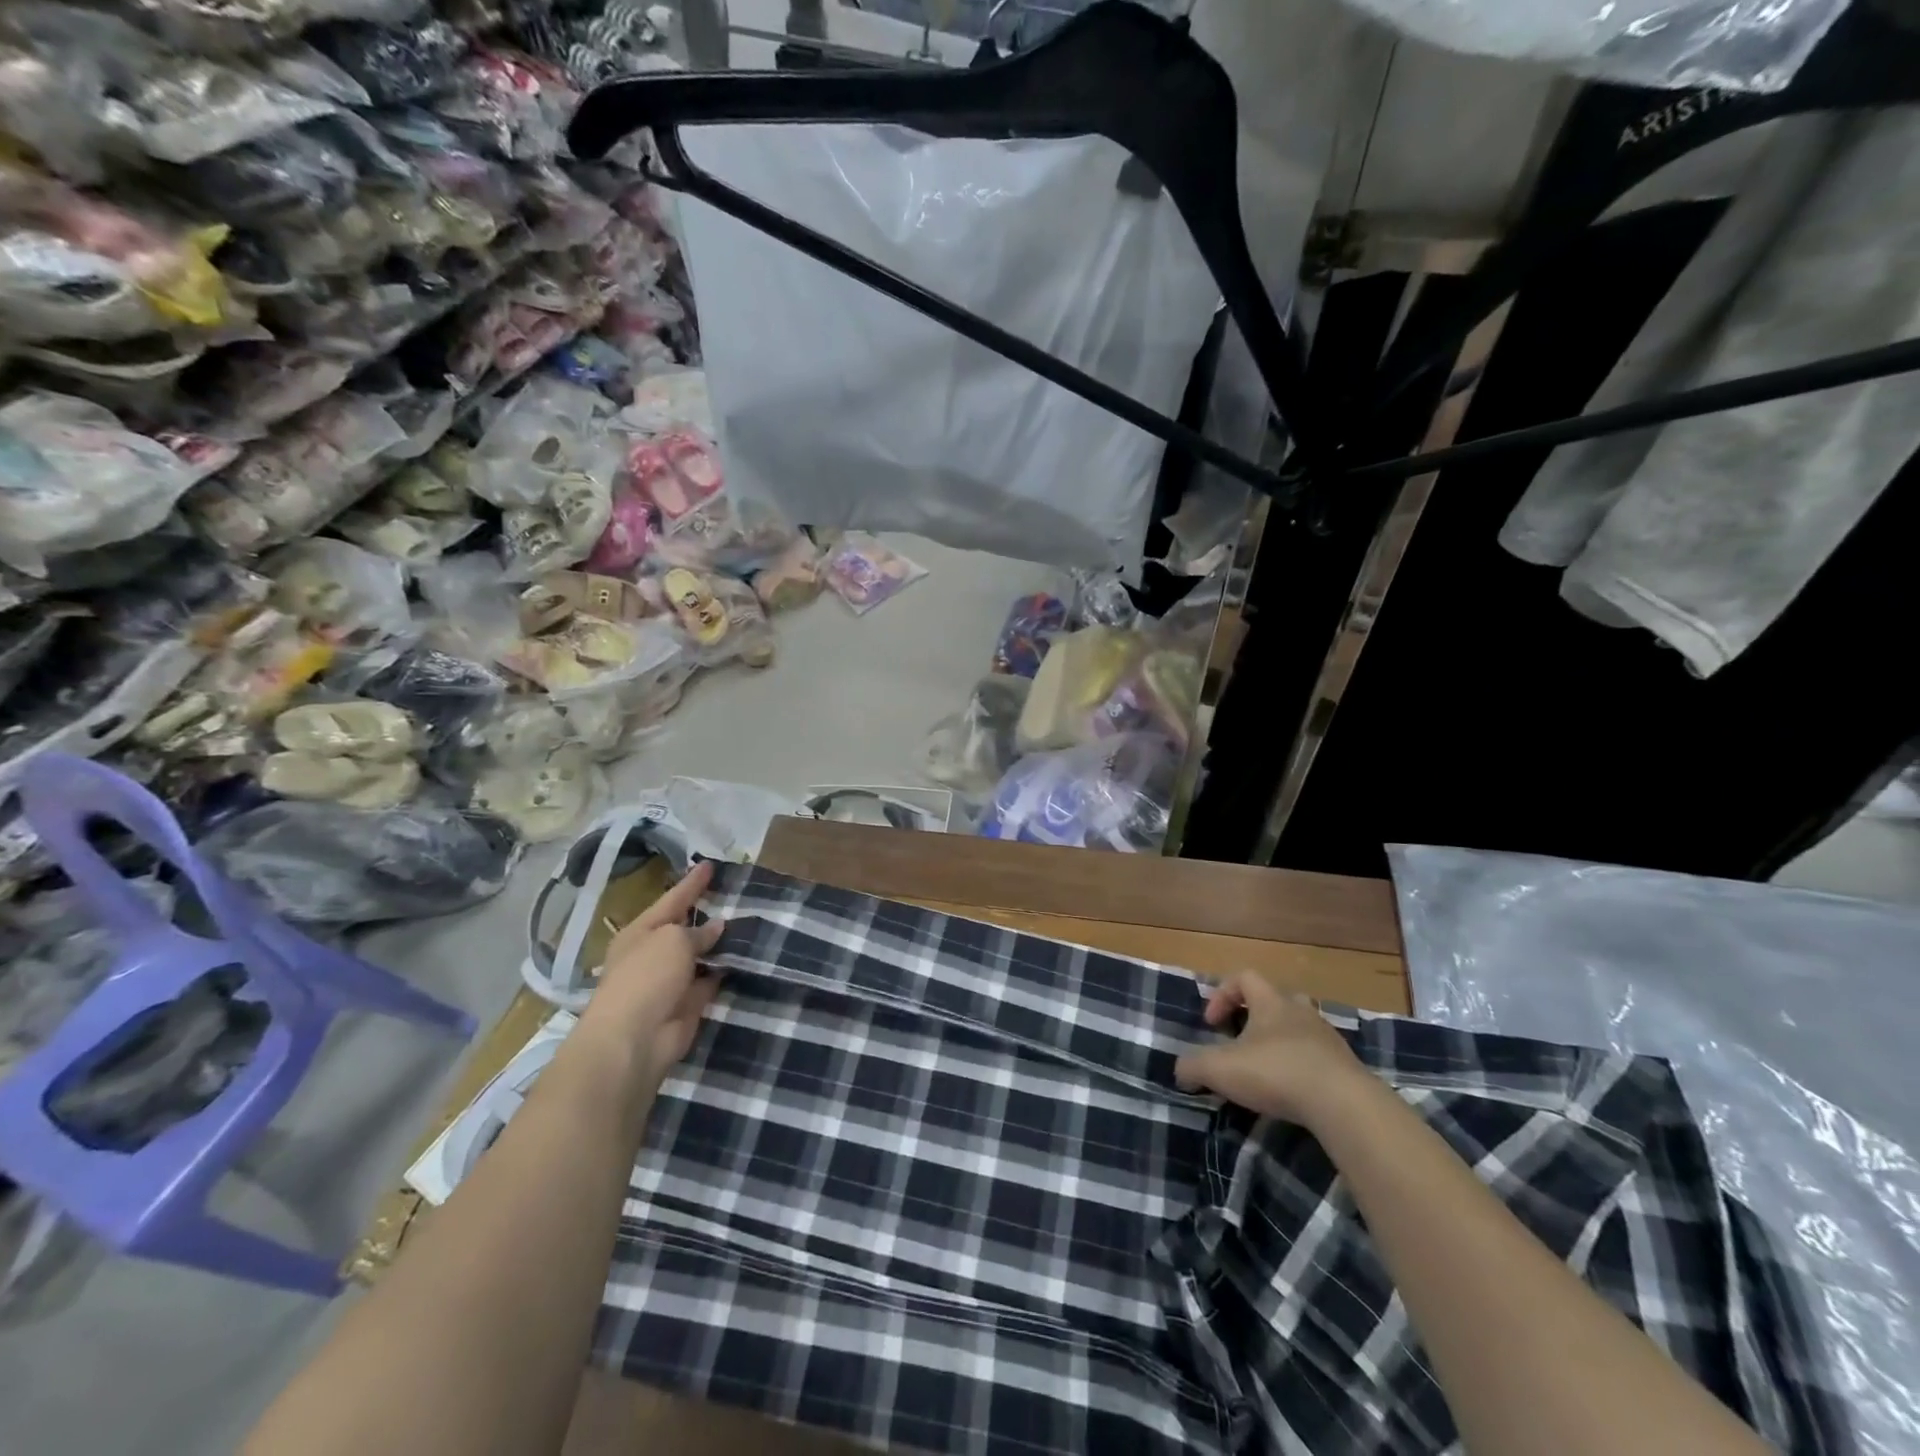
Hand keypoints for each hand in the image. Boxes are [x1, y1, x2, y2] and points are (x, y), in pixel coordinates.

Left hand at [572, 860, 724, 1091]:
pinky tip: (746, 959)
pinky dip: (724, 973)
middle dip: (706, 915)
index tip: (711, 865)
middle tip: (734, 895)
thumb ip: (697, 932)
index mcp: (641, 932)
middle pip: (684, 928)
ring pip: (699, 956)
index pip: (672, 900)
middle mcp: (653, 954)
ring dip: (719, 945)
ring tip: (749, 925)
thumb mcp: (673, 940)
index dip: (692, 883)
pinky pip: (710, 982)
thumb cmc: (646, 977)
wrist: (634, 1040)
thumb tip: (716, 927)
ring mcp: (669, 982)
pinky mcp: (687, 1006)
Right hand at [1174, 974, 1371, 1128]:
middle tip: (1242, 1042)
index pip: (1244, 977)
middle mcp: (1301, 1012)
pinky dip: (1302, 1070)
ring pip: (1300, 1030)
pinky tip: (1292, 1095)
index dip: (1222, 995)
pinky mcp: (1347, 1069)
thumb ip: (1192, 1066)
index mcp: (1271, 1002)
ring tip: (1266, 1072)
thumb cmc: (1276, 1072)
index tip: (1212, 1023)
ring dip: (1281, 1044)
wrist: (1344, 1105)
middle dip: (1256, 1018)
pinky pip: (1318, 1059)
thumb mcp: (1219, 1069)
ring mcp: (1328, 1040)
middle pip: (1277, 1000)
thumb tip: (1180, 1071)